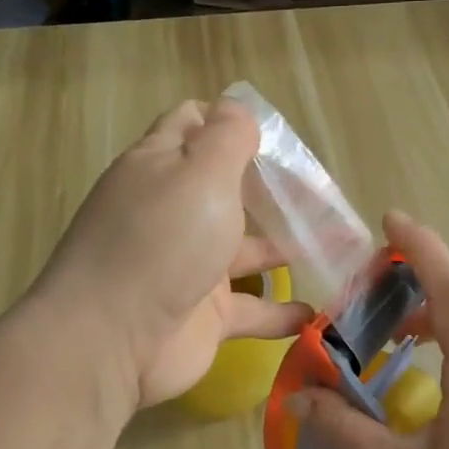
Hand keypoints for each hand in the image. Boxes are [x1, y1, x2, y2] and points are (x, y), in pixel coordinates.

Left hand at [35, 99, 312, 408]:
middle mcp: (173, 212)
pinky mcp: (203, 315)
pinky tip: (319, 311)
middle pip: (225, 189)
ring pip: (245, 249)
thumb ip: (226, 137)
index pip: (194, 126)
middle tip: (320, 191)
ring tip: (336, 246)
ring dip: (285, 247)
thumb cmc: (161, 241)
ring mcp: (188, 265)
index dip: (231, 123)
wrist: (112, 340)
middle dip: (270, 187)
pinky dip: (282, 311)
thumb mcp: (199, 172)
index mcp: (161, 167)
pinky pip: (253, 309)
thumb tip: (236, 109)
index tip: (278, 136)